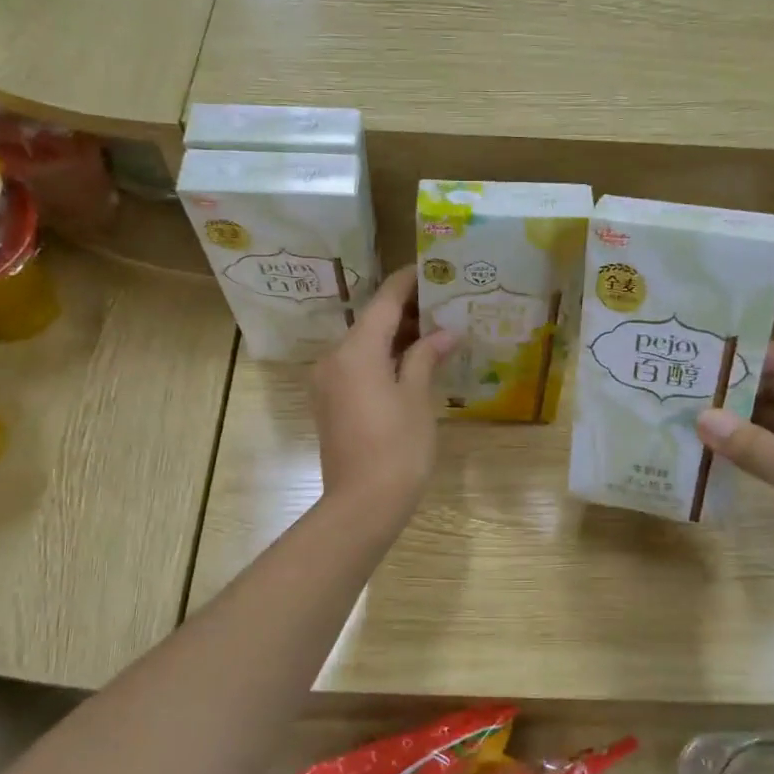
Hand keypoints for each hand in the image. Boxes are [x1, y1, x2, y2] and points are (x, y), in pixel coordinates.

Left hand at [311, 266, 454, 520]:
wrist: (362, 504)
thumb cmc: (397, 448)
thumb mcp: (417, 398)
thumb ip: (426, 357)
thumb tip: (444, 334)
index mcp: (356, 351)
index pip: (384, 301)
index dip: (408, 282)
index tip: (432, 268)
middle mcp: (334, 358)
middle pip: (371, 322)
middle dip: (406, 312)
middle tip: (445, 304)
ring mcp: (328, 382)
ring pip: (364, 346)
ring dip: (396, 337)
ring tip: (436, 332)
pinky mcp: (330, 403)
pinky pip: (357, 367)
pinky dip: (383, 359)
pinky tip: (412, 363)